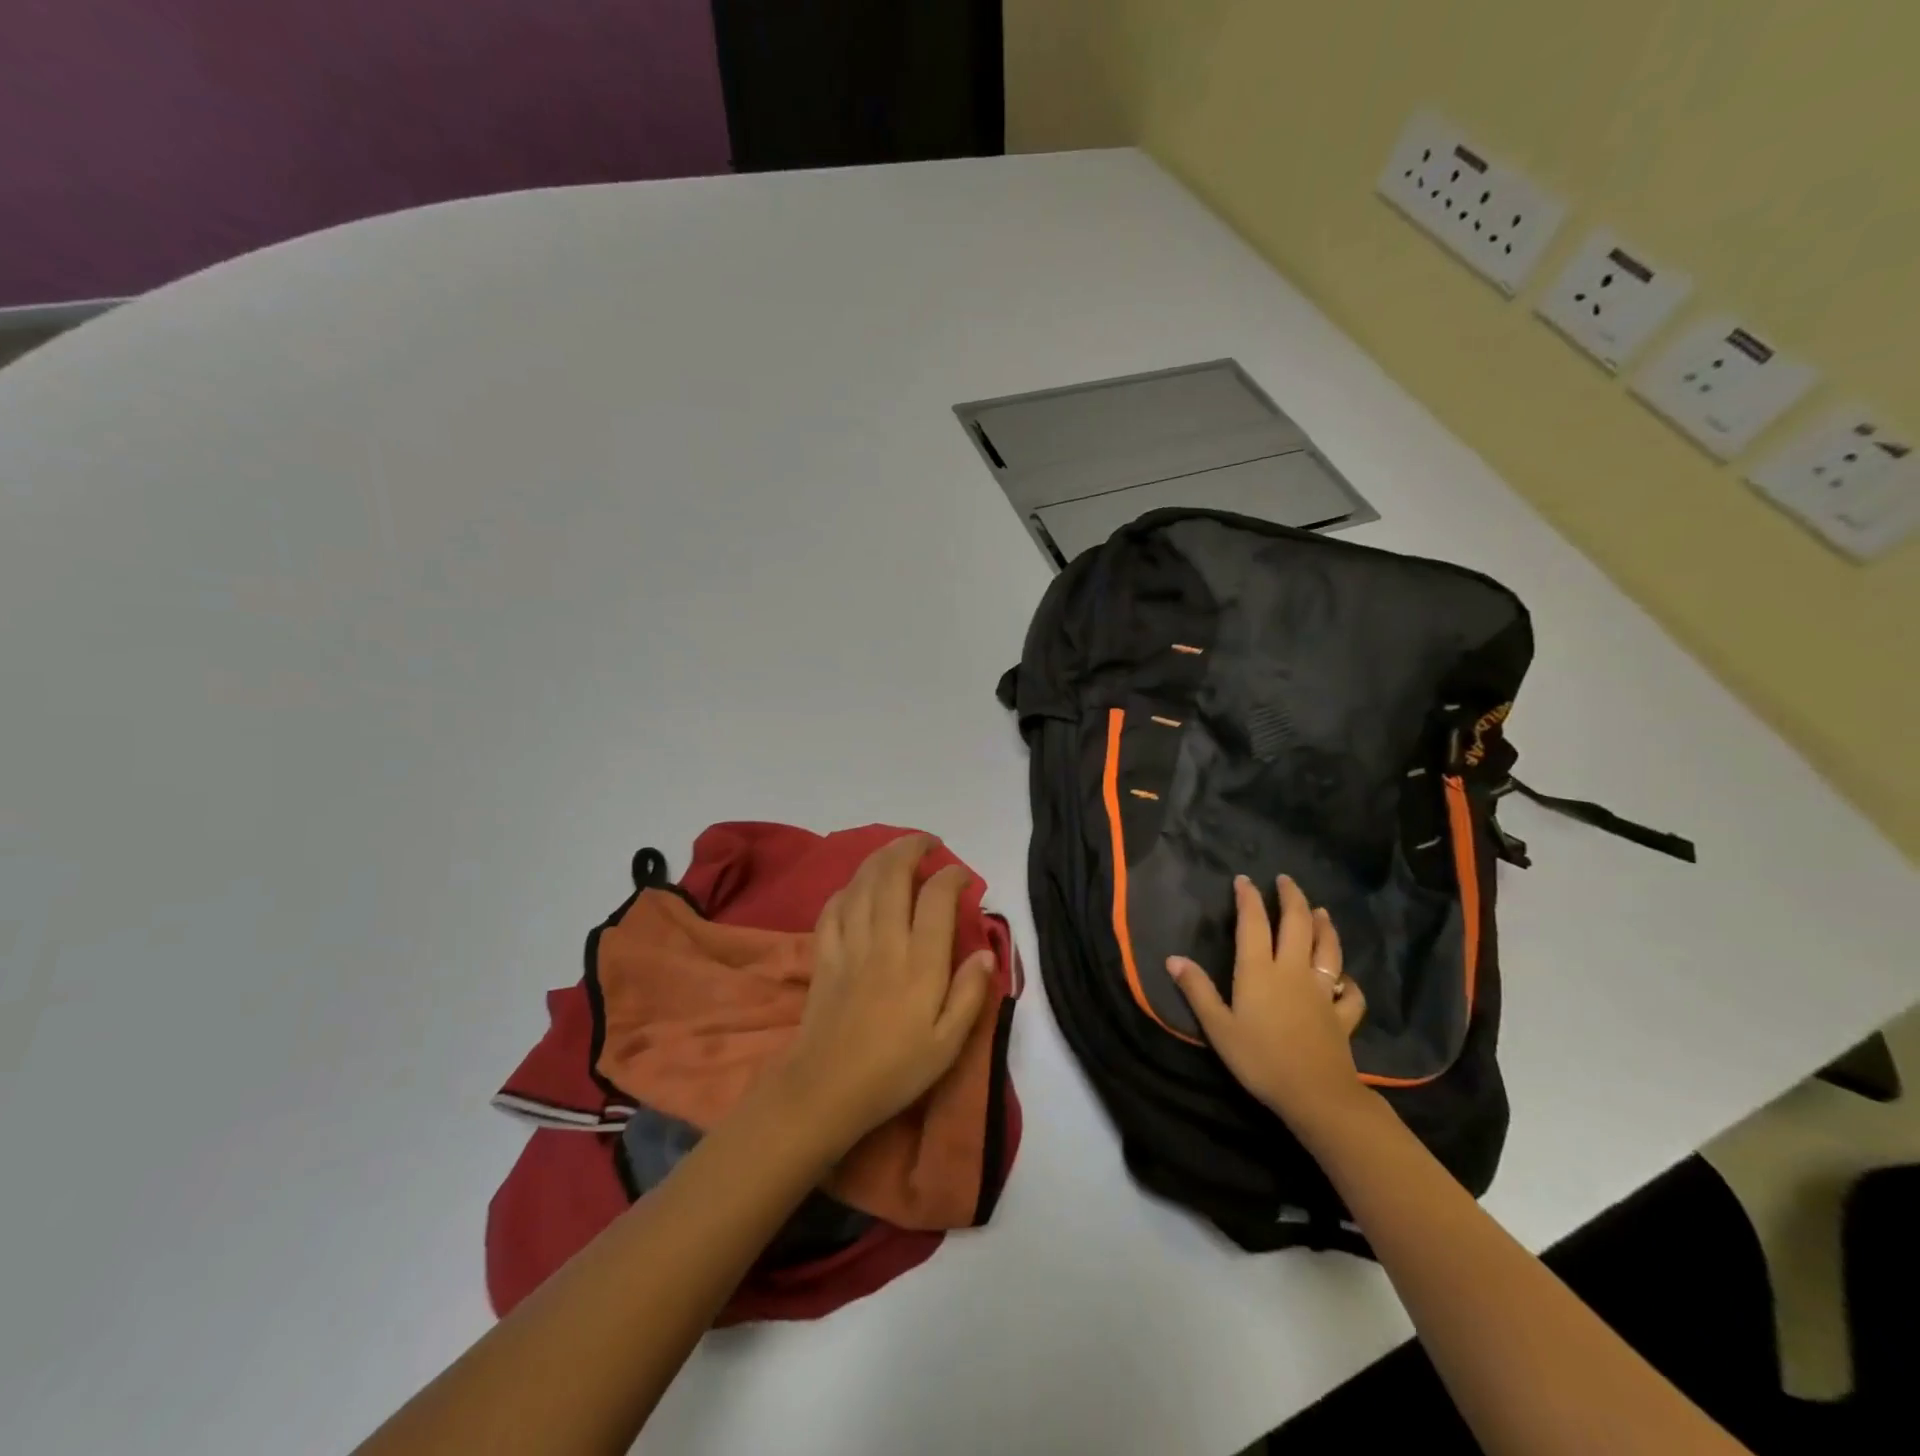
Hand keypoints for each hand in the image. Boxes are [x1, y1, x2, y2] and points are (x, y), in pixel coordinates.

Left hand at [780, 834, 994, 1150]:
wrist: (826, 1090)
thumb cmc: (894, 1071)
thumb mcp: (947, 1045)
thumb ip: (969, 994)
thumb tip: (986, 952)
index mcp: (920, 962)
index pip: (937, 898)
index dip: (952, 876)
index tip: (962, 877)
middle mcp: (885, 942)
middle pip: (894, 875)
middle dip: (912, 848)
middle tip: (928, 844)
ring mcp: (849, 944)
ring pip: (862, 883)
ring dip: (881, 858)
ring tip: (897, 853)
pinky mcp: (824, 954)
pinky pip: (833, 906)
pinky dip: (848, 888)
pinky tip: (858, 888)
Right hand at [1166, 873, 1368, 1131]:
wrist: (1316, 1095)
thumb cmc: (1260, 1059)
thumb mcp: (1218, 1027)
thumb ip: (1197, 991)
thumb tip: (1173, 958)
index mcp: (1259, 971)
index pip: (1253, 923)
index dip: (1249, 898)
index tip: (1244, 880)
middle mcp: (1292, 972)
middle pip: (1297, 925)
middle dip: (1292, 899)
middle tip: (1286, 880)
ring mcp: (1322, 992)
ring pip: (1327, 950)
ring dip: (1325, 927)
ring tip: (1321, 911)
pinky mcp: (1342, 1016)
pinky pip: (1349, 993)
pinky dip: (1349, 981)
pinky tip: (1345, 979)